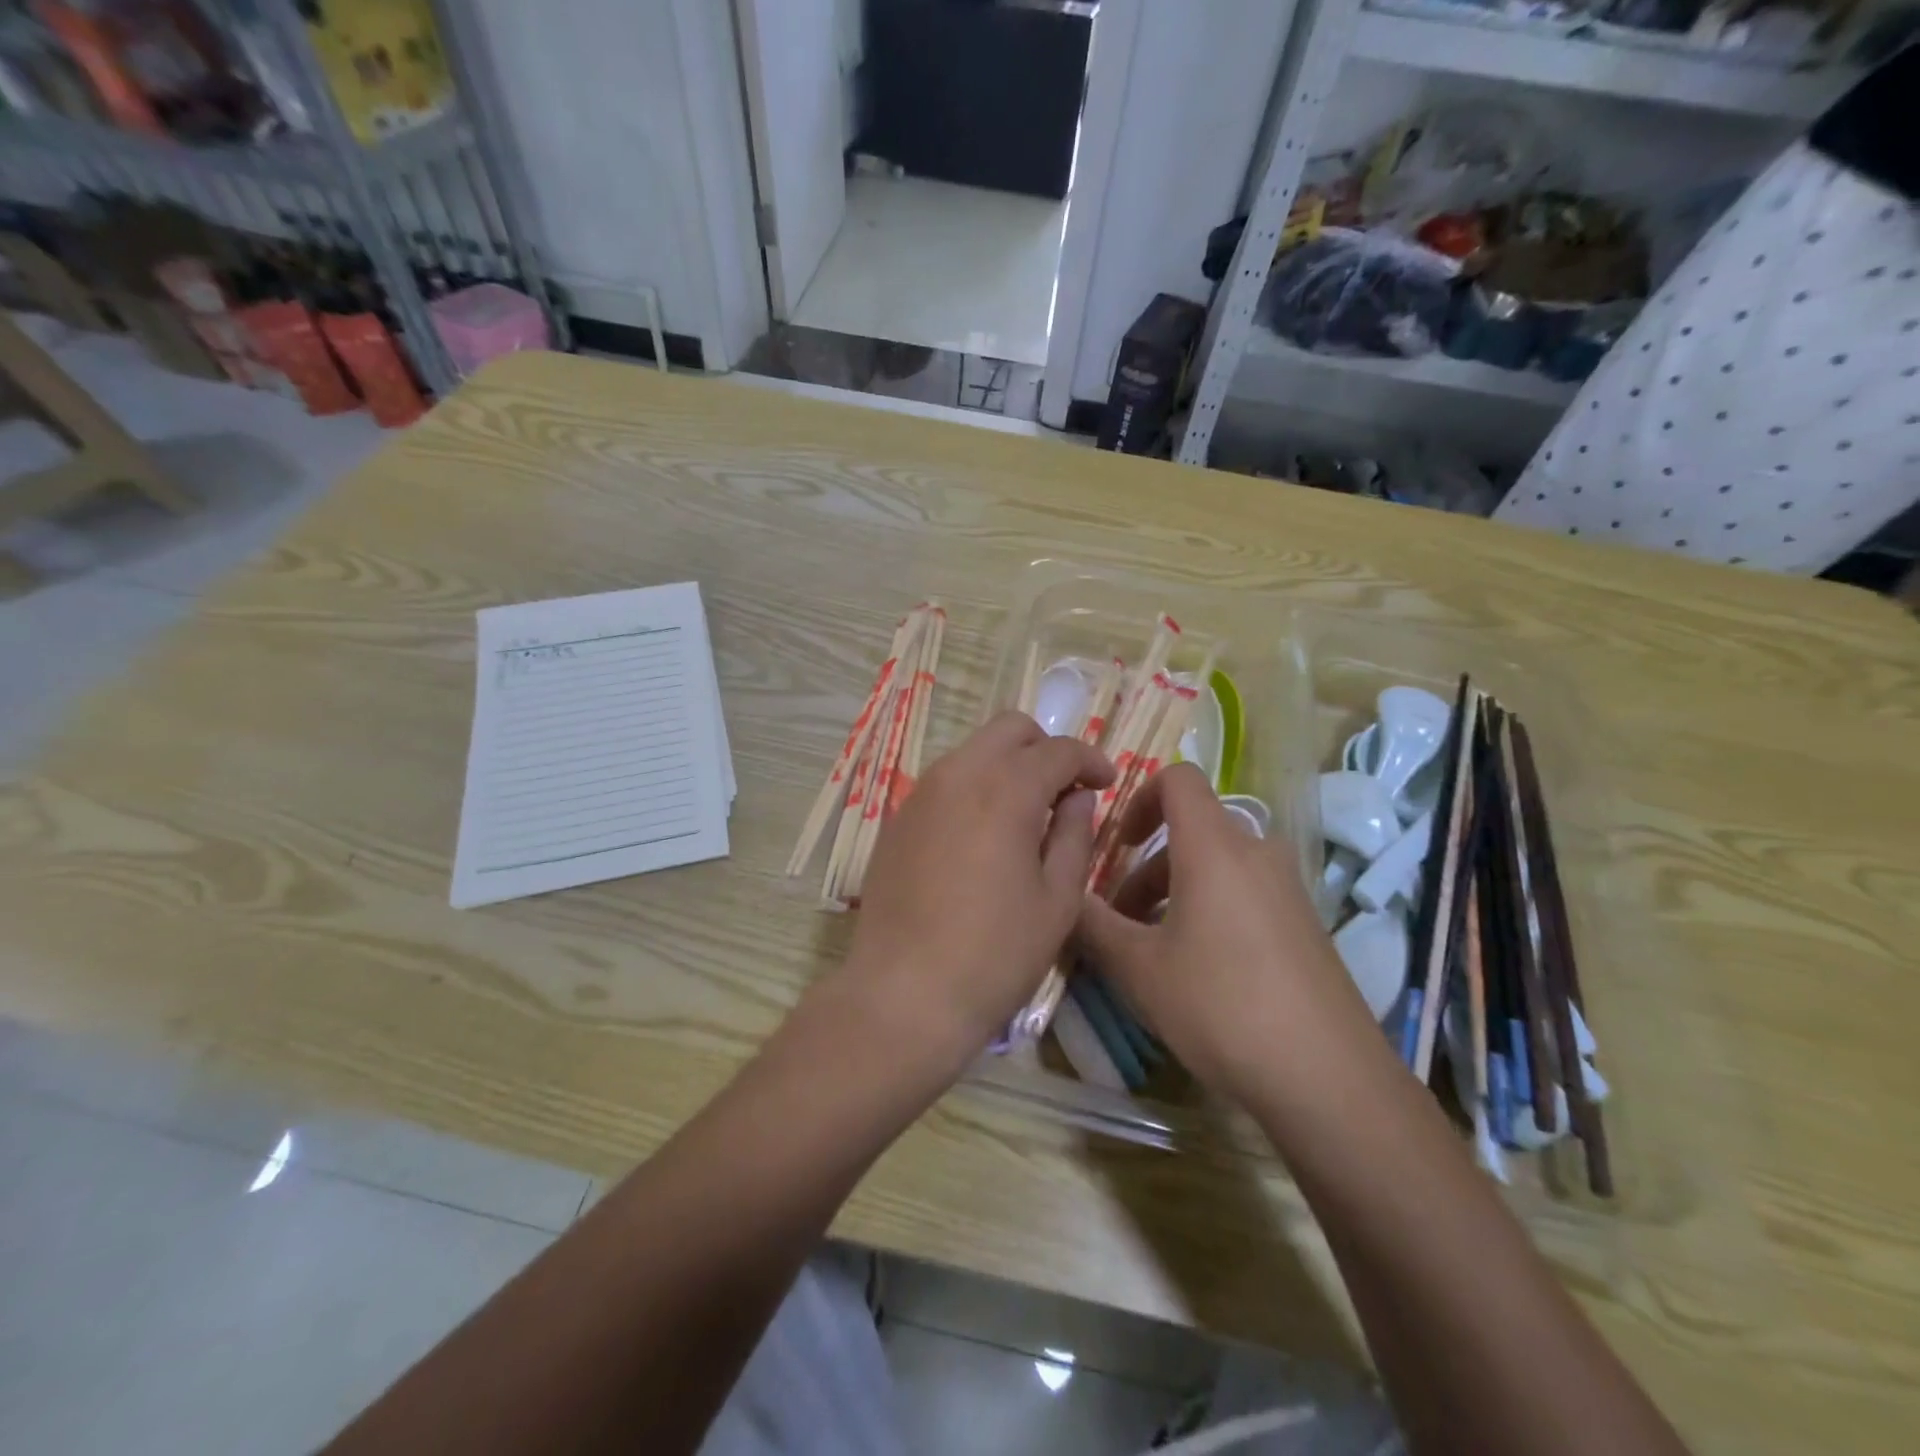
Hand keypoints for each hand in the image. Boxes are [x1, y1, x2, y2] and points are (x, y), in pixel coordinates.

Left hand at [825, 711, 1114, 1076]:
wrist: (904, 994)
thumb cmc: (995, 954)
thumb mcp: (1057, 900)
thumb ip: (1073, 835)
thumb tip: (1078, 797)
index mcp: (1004, 789)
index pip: (1058, 750)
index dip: (1090, 761)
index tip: (1107, 783)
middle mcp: (958, 775)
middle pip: (1009, 729)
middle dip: (1046, 748)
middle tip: (1066, 789)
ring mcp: (920, 794)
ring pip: (973, 751)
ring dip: (1008, 765)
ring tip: (1027, 813)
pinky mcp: (897, 819)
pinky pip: (945, 781)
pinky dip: (974, 787)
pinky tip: (983, 834)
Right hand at [1074, 764, 1386, 1108]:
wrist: (1328, 1078)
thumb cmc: (1220, 1005)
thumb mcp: (1138, 968)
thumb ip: (1090, 924)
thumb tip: (1063, 899)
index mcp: (1215, 846)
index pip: (1178, 778)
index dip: (1139, 797)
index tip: (1116, 845)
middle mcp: (1256, 852)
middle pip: (1191, 831)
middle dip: (1146, 867)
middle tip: (1118, 919)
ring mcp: (1286, 889)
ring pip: (1216, 866)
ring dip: (1173, 893)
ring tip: (1149, 952)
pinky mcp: (1303, 924)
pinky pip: (1243, 893)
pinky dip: (1208, 910)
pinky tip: (1195, 971)